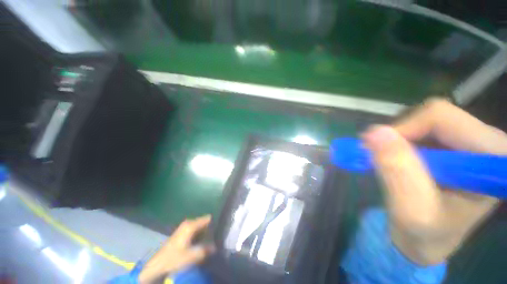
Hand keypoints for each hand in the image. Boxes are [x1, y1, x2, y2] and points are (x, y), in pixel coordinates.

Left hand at [138, 215, 214, 283]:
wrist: (157, 266)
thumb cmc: (174, 259)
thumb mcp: (191, 256)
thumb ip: (205, 250)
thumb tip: (216, 246)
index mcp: (191, 225)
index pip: (208, 218)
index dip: (215, 222)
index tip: (222, 228)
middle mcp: (188, 223)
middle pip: (204, 222)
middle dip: (211, 229)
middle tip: (217, 237)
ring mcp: (184, 227)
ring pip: (200, 227)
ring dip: (205, 233)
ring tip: (212, 240)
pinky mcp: (182, 233)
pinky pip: (195, 230)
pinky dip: (200, 235)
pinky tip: (202, 243)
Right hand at [362, 98, 506, 264]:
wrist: (429, 239)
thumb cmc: (425, 233)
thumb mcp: (410, 210)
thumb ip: (397, 171)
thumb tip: (374, 132)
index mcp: (491, 158)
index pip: (442, 118)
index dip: (403, 130)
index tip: (378, 150)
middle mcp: (488, 143)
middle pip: (435, 115)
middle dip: (400, 135)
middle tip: (379, 157)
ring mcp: (473, 142)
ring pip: (426, 120)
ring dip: (400, 140)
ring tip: (391, 163)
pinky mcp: (458, 145)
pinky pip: (424, 128)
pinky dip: (403, 142)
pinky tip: (401, 161)